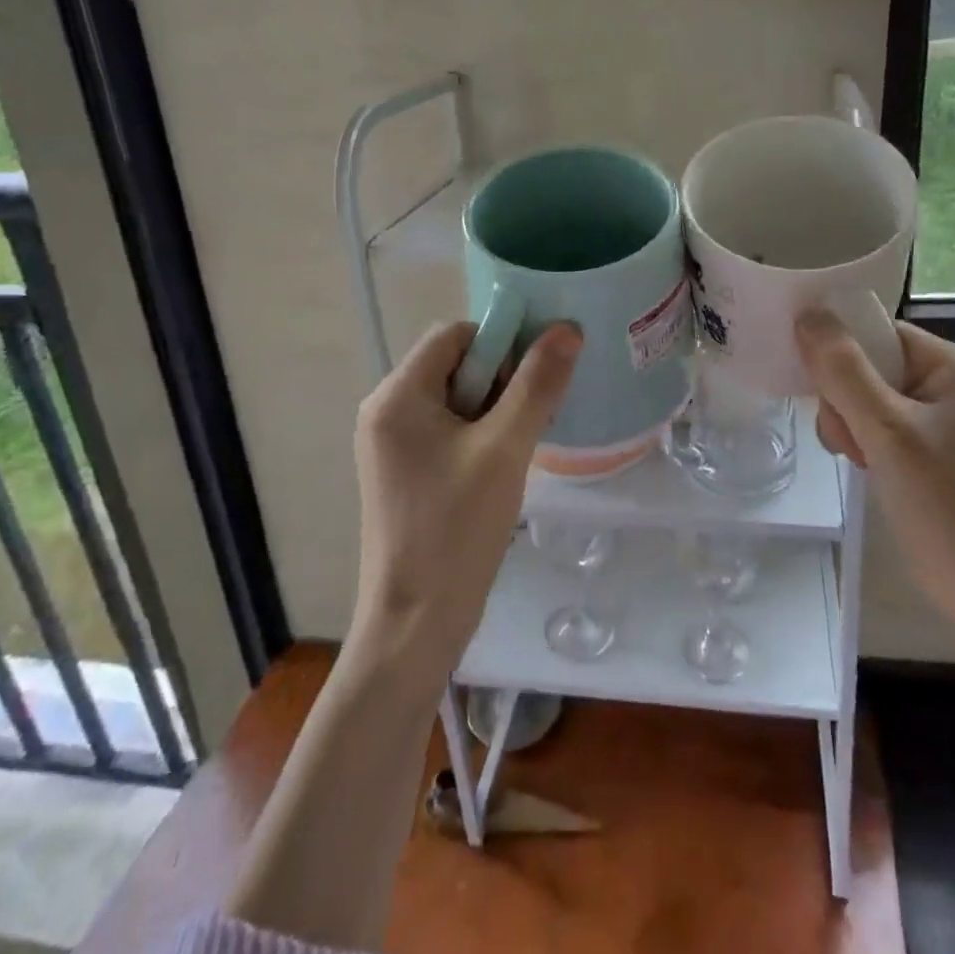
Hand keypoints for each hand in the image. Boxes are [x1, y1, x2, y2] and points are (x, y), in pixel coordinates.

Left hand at [352, 320, 581, 682]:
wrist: (416, 624)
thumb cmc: (457, 529)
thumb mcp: (506, 449)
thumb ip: (537, 384)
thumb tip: (568, 329)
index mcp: (397, 397)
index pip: (455, 335)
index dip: (501, 343)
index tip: (536, 377)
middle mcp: (386, 412)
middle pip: (455, 365)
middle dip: (502, 381)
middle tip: (532, 419)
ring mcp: (392, 446)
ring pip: (457, 400)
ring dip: (497, 411)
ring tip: (521, 447)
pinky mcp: (405, 473)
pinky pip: (449, 431)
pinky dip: (482, 436)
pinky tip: (505, 466)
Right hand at [795, 309, 954, 687]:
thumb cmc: (945, 504)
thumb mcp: (887, 432)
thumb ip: (843, 371)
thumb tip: (807, 313)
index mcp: (954, 364)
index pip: (878, 333)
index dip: (841, 354)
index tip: (822, 390)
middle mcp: (952, 381)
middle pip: (869, 365)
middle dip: (845, 400)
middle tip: (851, 439)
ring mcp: (943, 417)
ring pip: (868, 397)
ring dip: (851, 424)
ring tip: (860, 459)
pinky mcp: (932, 448)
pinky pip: (881, 424)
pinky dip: (864, 441)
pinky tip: (866, 467)